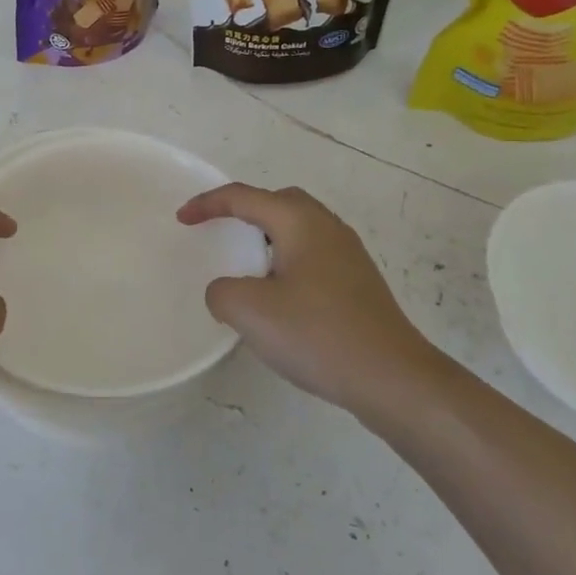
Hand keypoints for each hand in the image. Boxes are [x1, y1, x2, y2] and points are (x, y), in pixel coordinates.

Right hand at [177, 183, 433, 414]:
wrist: (393, 378)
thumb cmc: (318, 335)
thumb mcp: (250, 311)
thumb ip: (222, 292)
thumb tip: (226, 291)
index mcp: (300, 222)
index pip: (244, 197)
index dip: (208, 204)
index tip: (182, 219)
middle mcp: (328, 228)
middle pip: (279, 202)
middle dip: (245, 209)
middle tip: (220, 230)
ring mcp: (349, 255)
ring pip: (300, 229)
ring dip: (268, 237)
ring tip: (246, 265)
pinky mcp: (359, 284)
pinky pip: (313, 256)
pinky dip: (287, 261)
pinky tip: (280, 297)